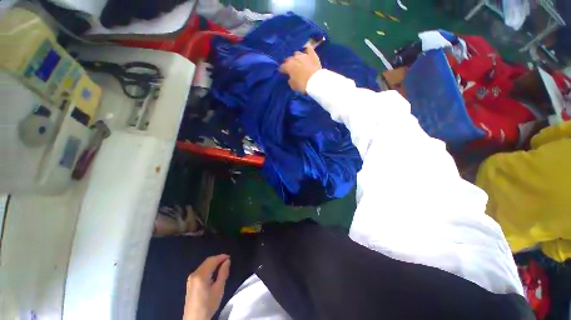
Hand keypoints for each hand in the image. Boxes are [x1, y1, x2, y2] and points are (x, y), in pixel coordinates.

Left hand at [183, 255, 230, 319]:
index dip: (221, 257)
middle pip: (207, 262)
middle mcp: (194, 274)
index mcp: (201, 275)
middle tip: (227, 261)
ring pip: (204, 265)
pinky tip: (213, 272)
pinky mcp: (190, 283)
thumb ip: (223, 273)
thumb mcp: (219, 289)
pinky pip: (201, 270)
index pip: (212, 260)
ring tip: (222, 266)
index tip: (229, 257)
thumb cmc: (208, 305)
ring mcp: (191, 278)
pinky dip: (208, 268)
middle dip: (217, 259)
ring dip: (213, 263)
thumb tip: (227, 261)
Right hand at [279, 45, 321, 93]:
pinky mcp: (312, 54)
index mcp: (288, 66)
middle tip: (291, 68)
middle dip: (289, 63)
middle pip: (289, 59)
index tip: (282, 73)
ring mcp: (303, 54)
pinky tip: (306, 51)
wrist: (315, 81)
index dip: (282, 70)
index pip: (282, 67)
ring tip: (298, 61)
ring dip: (296, 57)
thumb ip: (290, 80)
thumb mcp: (293, 86)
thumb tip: (290, 77)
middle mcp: (294, 58)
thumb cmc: (302, 85)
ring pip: (297, 53)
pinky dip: (306, 49)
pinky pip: (308, 48)